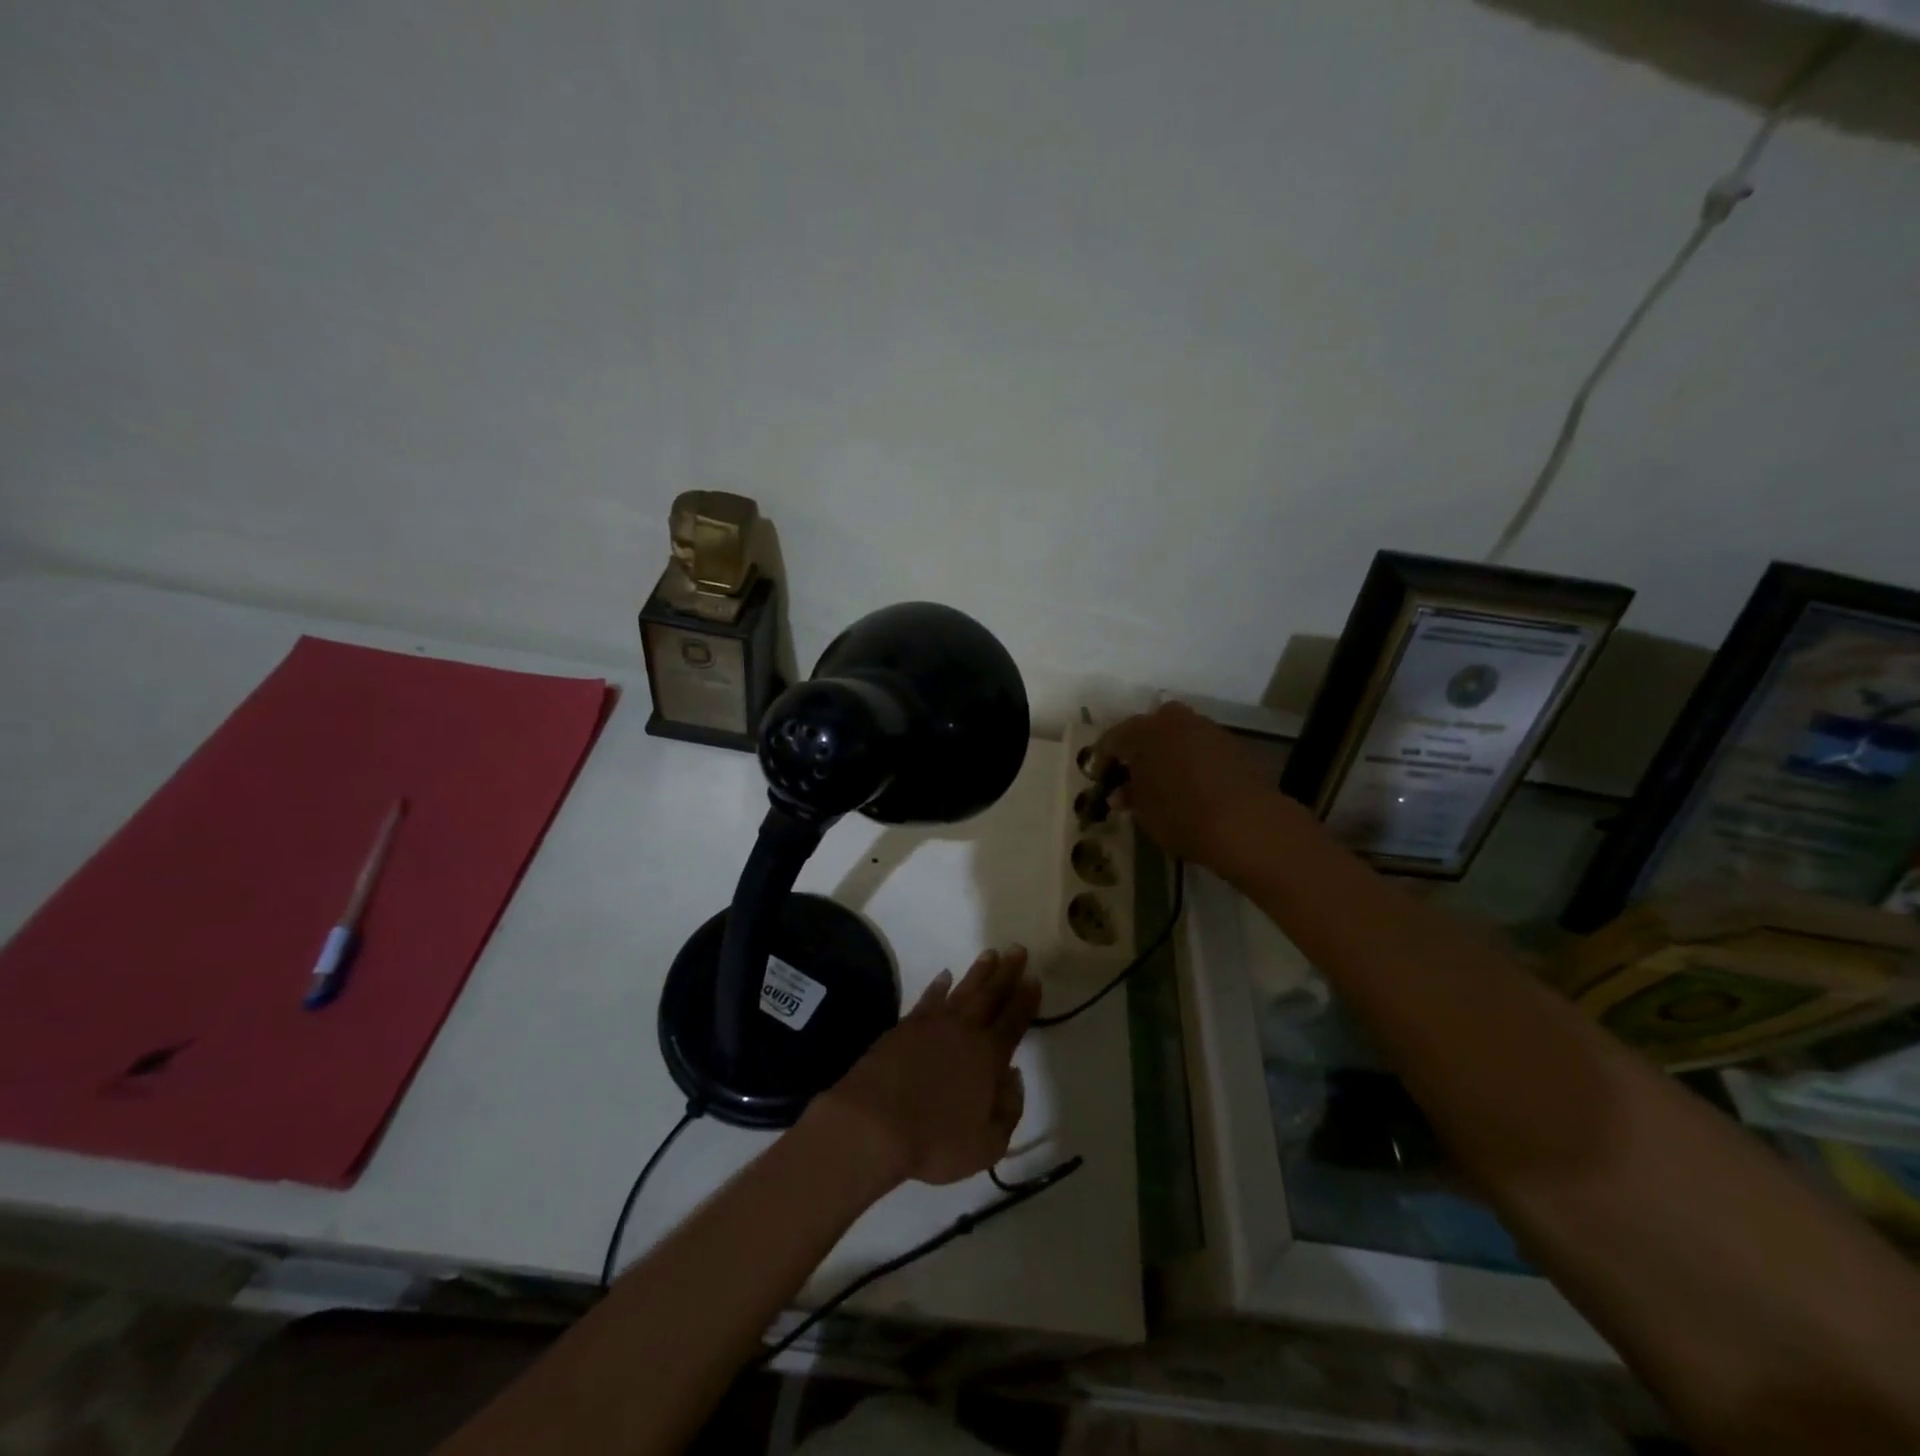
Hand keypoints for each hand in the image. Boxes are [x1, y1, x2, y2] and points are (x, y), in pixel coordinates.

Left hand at [807, 947, 1037, 1189]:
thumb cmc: (934, 1141)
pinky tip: (945, 976)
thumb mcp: (987, 1144)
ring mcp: (932, 1025)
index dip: (1026, 999)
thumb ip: (1009, 1110)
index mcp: (989, 1057)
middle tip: (1017, 949)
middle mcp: (964, 1031)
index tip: (1033, 978)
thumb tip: (1014, 1076)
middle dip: (1007, 972)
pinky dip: (938, 986)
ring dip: (978, 972)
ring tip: (990, 954)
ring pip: (962, 990)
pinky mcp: (905, 1027)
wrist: (873, 1124)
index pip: (1014, 1021)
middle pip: (991, 995)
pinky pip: (928, 999)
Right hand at [1096, 702, 1283, 877]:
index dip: (1102, 761)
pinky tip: (1190, 783)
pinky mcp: (1230, 742)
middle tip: (1131, 775)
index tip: (1100, 780)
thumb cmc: (1181, 815)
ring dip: (1165, 752)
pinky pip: (1198, 745)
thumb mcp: (1144, 812)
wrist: (1246, 822)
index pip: (1111, 740)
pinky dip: (1189, 758)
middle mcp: (1172, 720)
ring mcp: (1205, 727)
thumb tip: (1121, 792)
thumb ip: (1129, 796)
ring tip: (1162, 781)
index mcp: (1142, 732)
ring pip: (1175, 734)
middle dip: (1136, 750)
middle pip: (1145, 729)